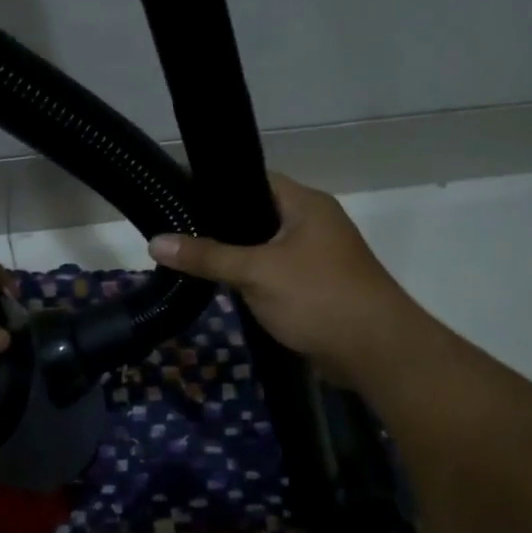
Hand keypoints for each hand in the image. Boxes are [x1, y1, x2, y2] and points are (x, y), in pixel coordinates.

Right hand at [148, 174, 425, 384]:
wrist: (375, 351)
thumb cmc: (318, 297)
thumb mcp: (256, 272)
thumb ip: (207, 256)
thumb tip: (156, 242)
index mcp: (306, 204)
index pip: (255, 180)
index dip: (219, 187)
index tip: (181, 199)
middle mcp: (315, 224)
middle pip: (258, 216)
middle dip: (221, 227)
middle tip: (179, 233)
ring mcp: (318, 258)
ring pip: (266, 249)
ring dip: (236, 258)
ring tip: (192, 260)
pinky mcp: (316, 288)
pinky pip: (276, 275)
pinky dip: (253, 280)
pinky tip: (224, 289)